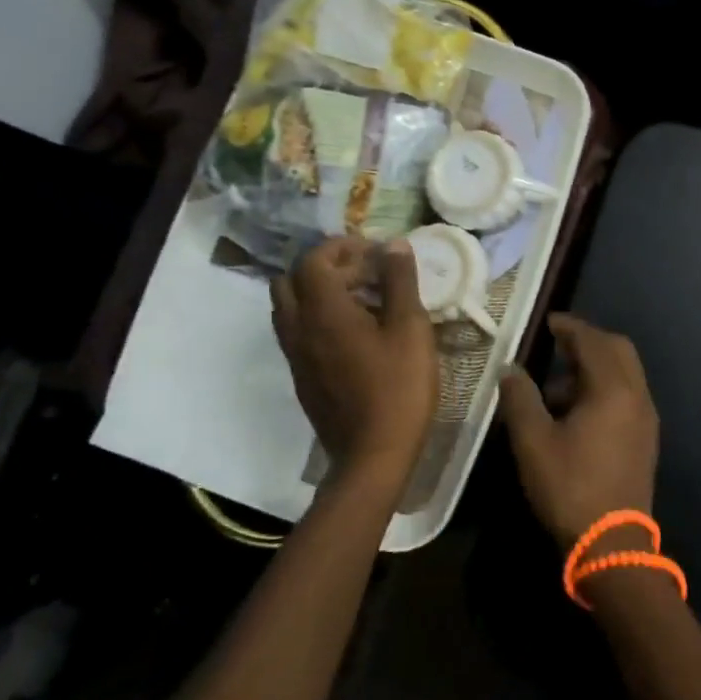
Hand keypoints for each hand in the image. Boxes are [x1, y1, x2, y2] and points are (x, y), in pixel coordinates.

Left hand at [270, 237, 437, 487]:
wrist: (373, 455)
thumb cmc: (398, 388)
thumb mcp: (410, 328)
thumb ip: (400, 281)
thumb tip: (393, 245)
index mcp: (323, 311)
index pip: (315, 259)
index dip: (343, 247)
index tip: (375, 252)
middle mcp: (298, 327)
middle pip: (292, 279)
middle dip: (325, 266)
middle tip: (363, 273)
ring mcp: (295, 355)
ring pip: (289, 306)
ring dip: (317, 292)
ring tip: (359, 300)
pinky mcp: (301, 376)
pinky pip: (296, 331)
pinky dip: (316, 317)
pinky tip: (353, 332)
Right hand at [500, 314, 658, 548]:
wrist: (613, 544)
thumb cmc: (570, 487)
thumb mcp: (533, 441)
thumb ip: (520, 398)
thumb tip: (511, 369)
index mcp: (613, 389)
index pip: (592, 340)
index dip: (569, 327)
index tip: (547, 322)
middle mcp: (637, 395)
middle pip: (617, 350)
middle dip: (587, 341)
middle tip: (556, 345)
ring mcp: (646, 418)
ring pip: (625, 373)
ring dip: (594, 368)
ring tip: (555, 388)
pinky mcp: (646, 438)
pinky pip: (627, 395)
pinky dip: (604, 388)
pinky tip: (576, 413)